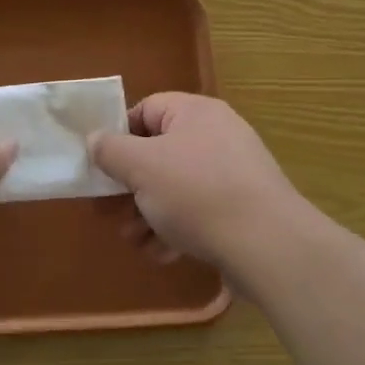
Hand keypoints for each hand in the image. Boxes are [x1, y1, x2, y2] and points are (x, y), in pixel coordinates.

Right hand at [90, 93, 302, 274]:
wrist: (269, 246)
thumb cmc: (197, 193)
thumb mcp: (141, 167)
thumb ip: (111, 150)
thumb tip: (95, 139)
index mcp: (194, 112)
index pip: (146, 110)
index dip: (118, 135)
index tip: (101, 165)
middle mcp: (216, 135)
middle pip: (159, 153)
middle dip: (130, 186)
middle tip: (107, 211)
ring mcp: (233, 172)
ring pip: (176, 187)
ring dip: (148, 213)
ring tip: (133, 240)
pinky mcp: (244, 208)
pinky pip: (200, 211)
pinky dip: (177, 229)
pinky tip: (163, 254)